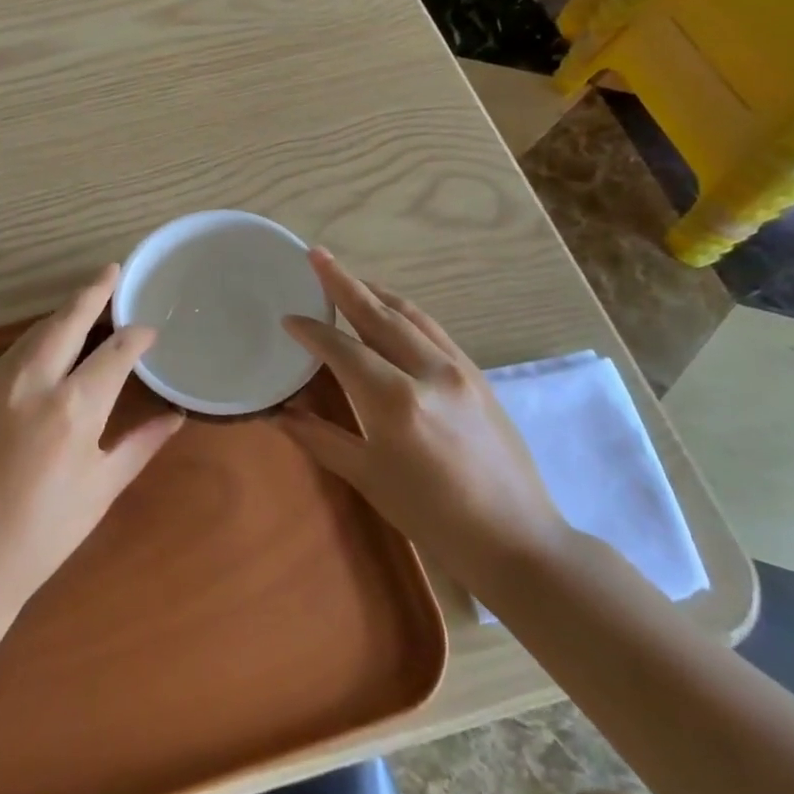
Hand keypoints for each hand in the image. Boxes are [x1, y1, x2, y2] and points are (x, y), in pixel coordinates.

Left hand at [0, 265, 183, 609]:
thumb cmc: (44, 532)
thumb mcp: (101, 488)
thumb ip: (140, 443)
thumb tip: (175, 415)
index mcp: (74, 408)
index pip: (115, 352)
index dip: (136, 336)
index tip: (148, 330)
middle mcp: (34, 382)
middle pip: (68, 320)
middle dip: (93, 292)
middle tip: (111, 271)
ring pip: (36, 332)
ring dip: (62, 315)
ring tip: (84, 305)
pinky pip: (12, 354)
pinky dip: (36, 342)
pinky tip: (47, 347)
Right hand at [277, 249, 567, 595]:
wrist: (516, 539)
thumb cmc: (433, 517)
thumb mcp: (368, 478)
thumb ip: (320, 438)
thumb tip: (278, 413)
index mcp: (395, 401)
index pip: (342, 349)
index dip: (312, 330)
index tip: (288, 318)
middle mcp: (428, 371)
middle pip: (377, 314)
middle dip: (342, 282)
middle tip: (315, 255)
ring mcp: (458, 369)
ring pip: (409, 314)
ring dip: (374, 292)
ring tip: (347, 278)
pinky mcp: (477, 374)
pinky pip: (433, 329)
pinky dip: (404, 312)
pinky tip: (391, 311)